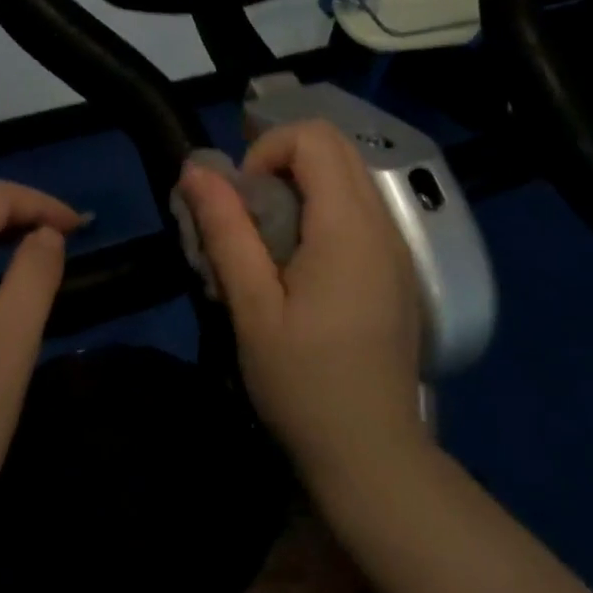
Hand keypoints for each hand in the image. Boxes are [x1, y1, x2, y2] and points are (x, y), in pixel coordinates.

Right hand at [178, 121, 425, 490]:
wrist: (373, 455)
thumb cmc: (304, 384)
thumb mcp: (252, 307)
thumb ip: (226, 231)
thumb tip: (196, 169)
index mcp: (348, 227)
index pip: (314, 137)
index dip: (267, 151)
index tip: (242, 202)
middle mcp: (382, 224)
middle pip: (335, 147)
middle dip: (281, 162)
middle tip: (248, 215)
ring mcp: (396, 247)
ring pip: (348, 177)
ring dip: (301, 187)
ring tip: (268, 242)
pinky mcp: (395, 269)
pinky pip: (358, 210)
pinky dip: (322, 211)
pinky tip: (298, 266)